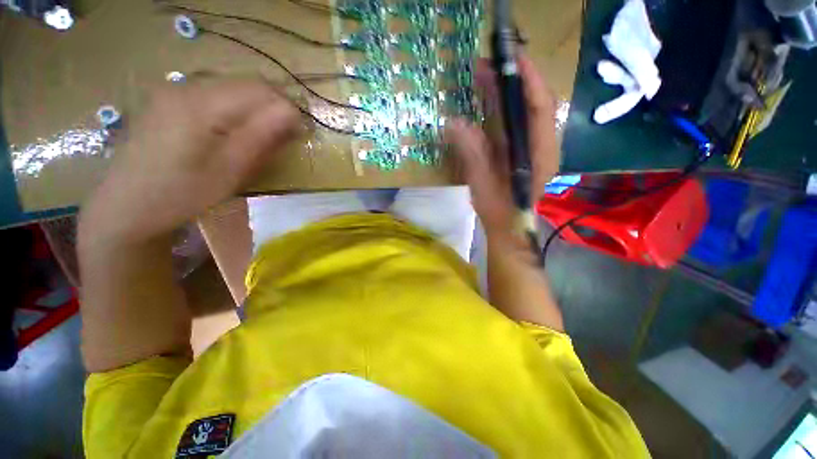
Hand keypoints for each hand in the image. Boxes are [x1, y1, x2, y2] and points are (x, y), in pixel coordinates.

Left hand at [81, 76, 300, 244]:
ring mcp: (174, 91)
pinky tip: (235, 133)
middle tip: (284, 138)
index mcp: (200, 105)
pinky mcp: (170, 101)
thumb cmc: (182, 194)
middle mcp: (186, 87)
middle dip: (273, 108)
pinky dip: (237, 111)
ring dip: (256, 110)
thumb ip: (262, 137)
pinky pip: (216, 96)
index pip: (260, 90)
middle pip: (246, 85)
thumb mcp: (230, 171)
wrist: (127, 207)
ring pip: (233, 89)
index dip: (286, 109)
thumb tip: (293, 114)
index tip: (299, 134)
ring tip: (263, 138)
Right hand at [445, 56, 558, 241]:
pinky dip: (501, 109)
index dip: (528, 79)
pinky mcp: (522, 150)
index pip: (540, 107)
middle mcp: (542, 145)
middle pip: (534, 104)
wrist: (508, 225)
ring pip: (524, 112)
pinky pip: (515, 123)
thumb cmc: (499, 209)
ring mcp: (533, 146)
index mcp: (540, 154)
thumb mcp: (482, 183)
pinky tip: (486, 101)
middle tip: (488, 64)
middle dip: (513, 81)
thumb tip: (453, 123)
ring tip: (484, 76)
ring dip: (505, 92)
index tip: (511, 57)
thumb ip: (472, 153)